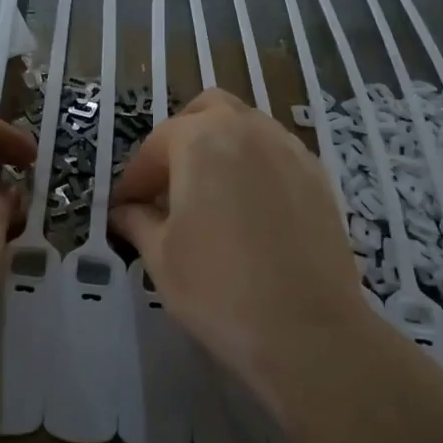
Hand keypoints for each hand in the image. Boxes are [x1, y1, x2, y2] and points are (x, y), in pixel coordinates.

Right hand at [111, 90, 371, 414]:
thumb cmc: (219, 289)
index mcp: (201, 139)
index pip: (156, 146)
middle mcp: (247, 129)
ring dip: (220, 147)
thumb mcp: (161, 256)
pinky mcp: (318, 176)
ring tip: (209, 195)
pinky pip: (276, 153)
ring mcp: (289, 149)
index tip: (124, 208)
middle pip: (206, 112)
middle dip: (181, 139)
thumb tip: (124, 211)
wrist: (308, 330)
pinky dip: (254, 165)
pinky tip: (249, 209)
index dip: (134, 178)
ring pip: (246, 127)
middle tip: (168, 185)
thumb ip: (137, 221)